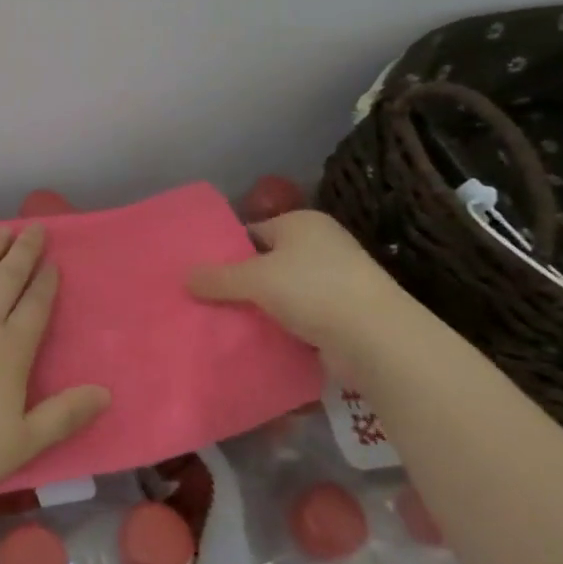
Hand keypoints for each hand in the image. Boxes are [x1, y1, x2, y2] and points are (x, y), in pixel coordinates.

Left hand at [0, 225, 110, 505]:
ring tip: (2, 230)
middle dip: (23, 252)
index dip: (46, 283)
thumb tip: (105, 392)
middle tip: (34, 228)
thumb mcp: (22, 444)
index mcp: (10, 350)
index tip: (53, 263)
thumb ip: (64, 416)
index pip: (35, 307)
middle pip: (6, 279)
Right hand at [186, 210, 418, 374]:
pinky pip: (300, 317)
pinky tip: (256, 340)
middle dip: (240, 283)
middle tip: (206, 301)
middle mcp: (320, 245)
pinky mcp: (343, 315)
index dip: (225, 252)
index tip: (201, 275)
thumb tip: (185, 277)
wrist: (378, 340)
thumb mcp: (255, 279)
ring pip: (282, 292)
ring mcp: (336, 281)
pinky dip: (281, 327)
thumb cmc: (314, 290)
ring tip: (224, 323)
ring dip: (260, 308)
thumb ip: (217, 278)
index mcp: (302, 223)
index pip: (252, 232)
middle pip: (266, 262)